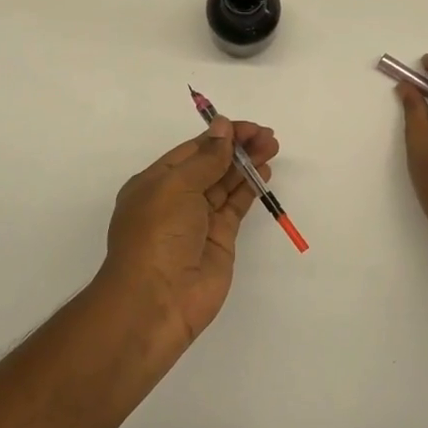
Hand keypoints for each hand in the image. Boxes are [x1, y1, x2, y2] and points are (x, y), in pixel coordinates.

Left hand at [99, 116, 279, 343]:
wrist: (158, 300)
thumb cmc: (157, 235)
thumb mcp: (176, 187)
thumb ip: (206, 158)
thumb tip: (222, 127)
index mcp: (155, 183)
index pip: (192, 151)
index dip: (219, 136)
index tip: (247, 127)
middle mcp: (176, 199)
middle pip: (211, 164)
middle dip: (238, 148)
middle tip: (267, 136)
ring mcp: (199, 220)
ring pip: (226, 183)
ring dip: (247, 164)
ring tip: (272, 147)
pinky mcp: (220, 238)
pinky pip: (236, 205)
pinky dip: (250, 188)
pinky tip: (263, 171)